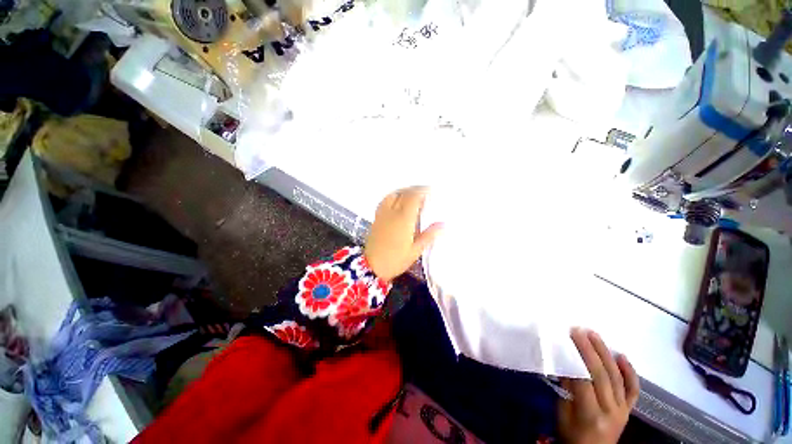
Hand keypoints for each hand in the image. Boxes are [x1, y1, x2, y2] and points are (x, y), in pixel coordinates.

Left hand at [365, 187, 443, 281]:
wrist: (371, 267)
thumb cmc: (395, 260)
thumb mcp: (415, 250)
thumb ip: (429, 235)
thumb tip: (443, 225)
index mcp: (404, 220)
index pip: (413, 198)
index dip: (422, 191)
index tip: (431, 190)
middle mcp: (392, 213)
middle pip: (403, 194)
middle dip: (415, 189)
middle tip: (424, 191)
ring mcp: (382, 214)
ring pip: (393, 195)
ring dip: (404, 191)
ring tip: (412, 194)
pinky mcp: (376, 218)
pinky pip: (384, 201)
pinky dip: (393, 196)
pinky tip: (397, 201)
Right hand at [558, 328, 639, 443]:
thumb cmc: (572, 435)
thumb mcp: (562, 414)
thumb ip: (566, 390)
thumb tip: (564, 363)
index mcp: (591, 414)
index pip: (583, 381)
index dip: (574, 358)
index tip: (565, 339)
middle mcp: (611, 410)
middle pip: (601, 375)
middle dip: (589, 350)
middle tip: (579, 331)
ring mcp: (623, 410)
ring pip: (616, 377)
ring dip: (605, 354)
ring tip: (595, 335)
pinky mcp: (628, 410)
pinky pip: (632, 390)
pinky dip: (630, 373)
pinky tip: (623, 356)